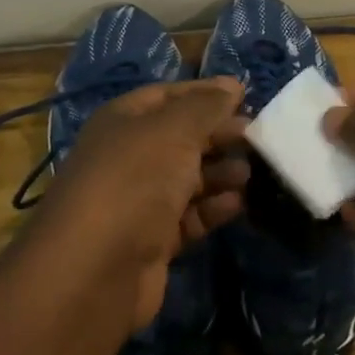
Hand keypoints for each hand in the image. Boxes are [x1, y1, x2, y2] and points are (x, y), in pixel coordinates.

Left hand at [30, 78, 249, 331]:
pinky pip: (188, 216)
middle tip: (257, 138)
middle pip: (180, 138)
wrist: (96, 268)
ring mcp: (138, 201)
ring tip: (249, 174)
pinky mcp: (151, 240)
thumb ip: (206, 106)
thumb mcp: (174, 130)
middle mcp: (127, 157)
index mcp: (122, 122)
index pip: (167, 96)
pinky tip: (237, 204)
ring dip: (219, 173)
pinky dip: (212, 209)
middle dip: (218, 135)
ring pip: (187, 179)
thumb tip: (231, 86)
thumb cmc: (135, 180)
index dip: (205, 93)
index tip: (246, 95)